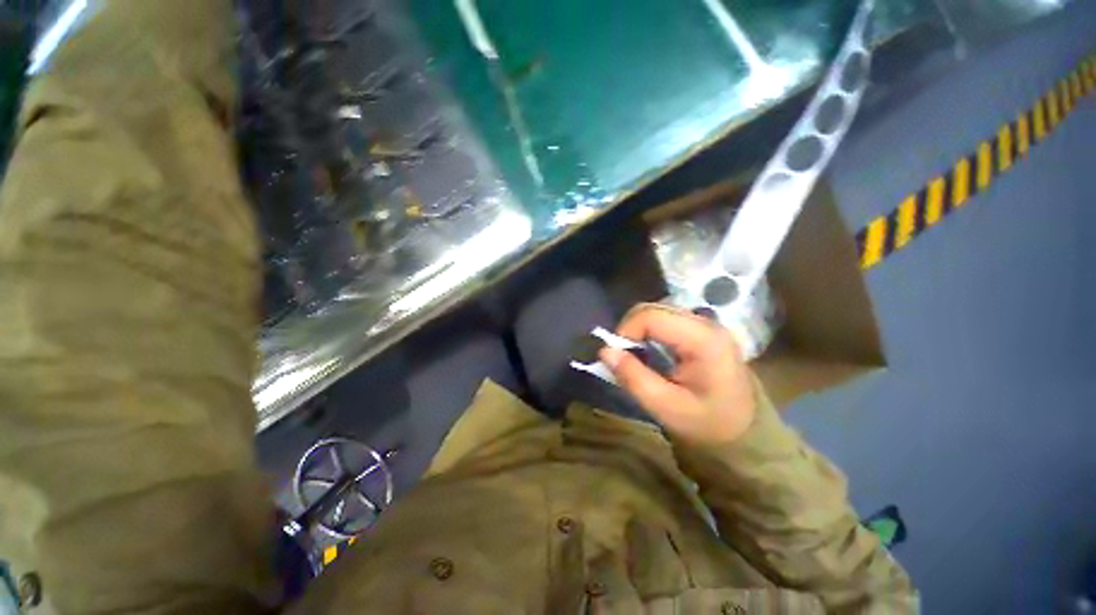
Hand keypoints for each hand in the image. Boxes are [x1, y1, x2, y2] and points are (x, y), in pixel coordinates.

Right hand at [599, 304, 755, 444]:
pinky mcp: (701, 329)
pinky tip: (649, 351)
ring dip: (638, 329)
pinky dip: (649, 331)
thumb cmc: (708, 424)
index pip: (651, 316)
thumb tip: (604, 351)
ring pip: (657, 311)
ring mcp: (705, 324)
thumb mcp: (666, 407)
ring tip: (635, 355)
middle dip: (630, 328)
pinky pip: (666, 319)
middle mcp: (705, 323)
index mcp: (702, 340)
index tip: (616, 355)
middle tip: (623, 356)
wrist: (746, 432)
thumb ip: (633, 377)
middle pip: (653, 308)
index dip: (626, 330)